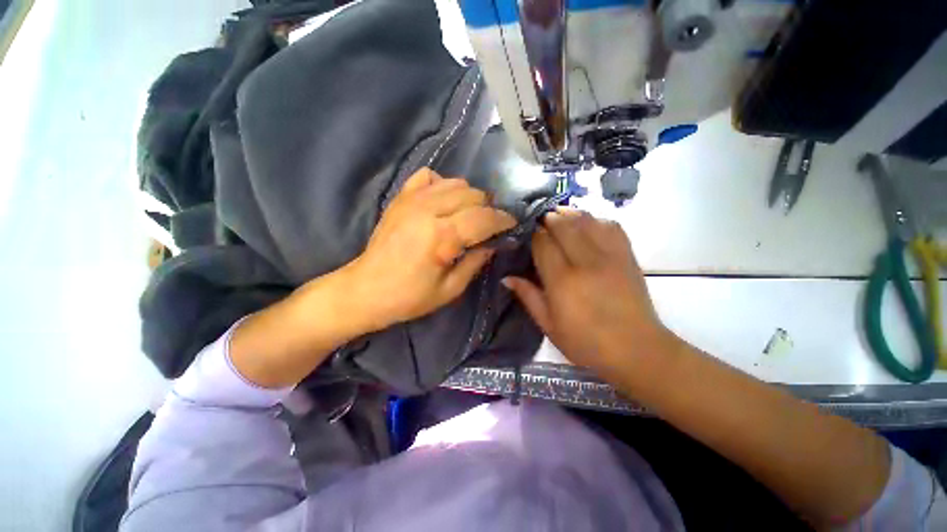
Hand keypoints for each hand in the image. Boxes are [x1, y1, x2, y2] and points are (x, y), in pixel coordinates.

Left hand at [345, 168, 516, 329]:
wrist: (365, 289)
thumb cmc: (409, 297)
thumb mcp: (450, 289)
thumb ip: (475, 262)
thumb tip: (493, 244)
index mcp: (442, 236)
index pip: (484, 217)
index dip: (503, 220)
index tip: (511, 225)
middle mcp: (428, 210)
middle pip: (473, 194)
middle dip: (488, 209)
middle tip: (488, 226)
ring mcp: (412, 199)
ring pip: (455, 182)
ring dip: (469, 197)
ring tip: (468, 214)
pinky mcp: (401, 198)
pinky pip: (429, 176)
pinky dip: (442, 184)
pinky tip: (443, 201)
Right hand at [503, 209, 673, 374]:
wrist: (637, 350)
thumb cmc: (586, 343)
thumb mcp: (549, 325)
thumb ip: (528, 296)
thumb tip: (507, 277)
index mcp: (562, 280)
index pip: (543, 243)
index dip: (533, 234)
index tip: (526, 233)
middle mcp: (585, 262)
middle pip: (564, 225)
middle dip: (549, 218)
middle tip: (540, 220)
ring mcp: (610, 256)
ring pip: (587, 220)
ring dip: (570, 214)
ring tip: (559, 216)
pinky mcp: (627, 256)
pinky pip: (611, 226)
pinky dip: (596, 219)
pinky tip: (587, 224)